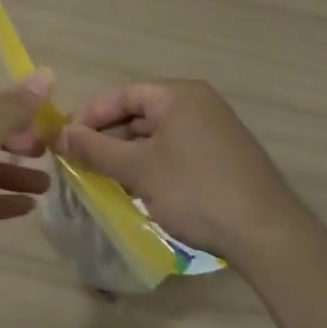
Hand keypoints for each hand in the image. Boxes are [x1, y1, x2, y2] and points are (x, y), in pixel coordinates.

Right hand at [56, 80, 304, 262]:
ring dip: (128, 154)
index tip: (66, 141)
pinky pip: (176, 150)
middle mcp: (199, 103)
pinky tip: (140, 190)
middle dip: (108, 137)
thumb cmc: (195, 191)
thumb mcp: (138, 170)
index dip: (90, 115)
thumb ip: (95, 149)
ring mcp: (215, 130)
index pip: (123, 94)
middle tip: (81, 162)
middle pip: (140, 112)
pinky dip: (153, 164)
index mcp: (178, 95)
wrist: (267, 234)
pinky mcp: (224, 156)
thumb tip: (59, 134)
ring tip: (104, 179)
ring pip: (157, 134)